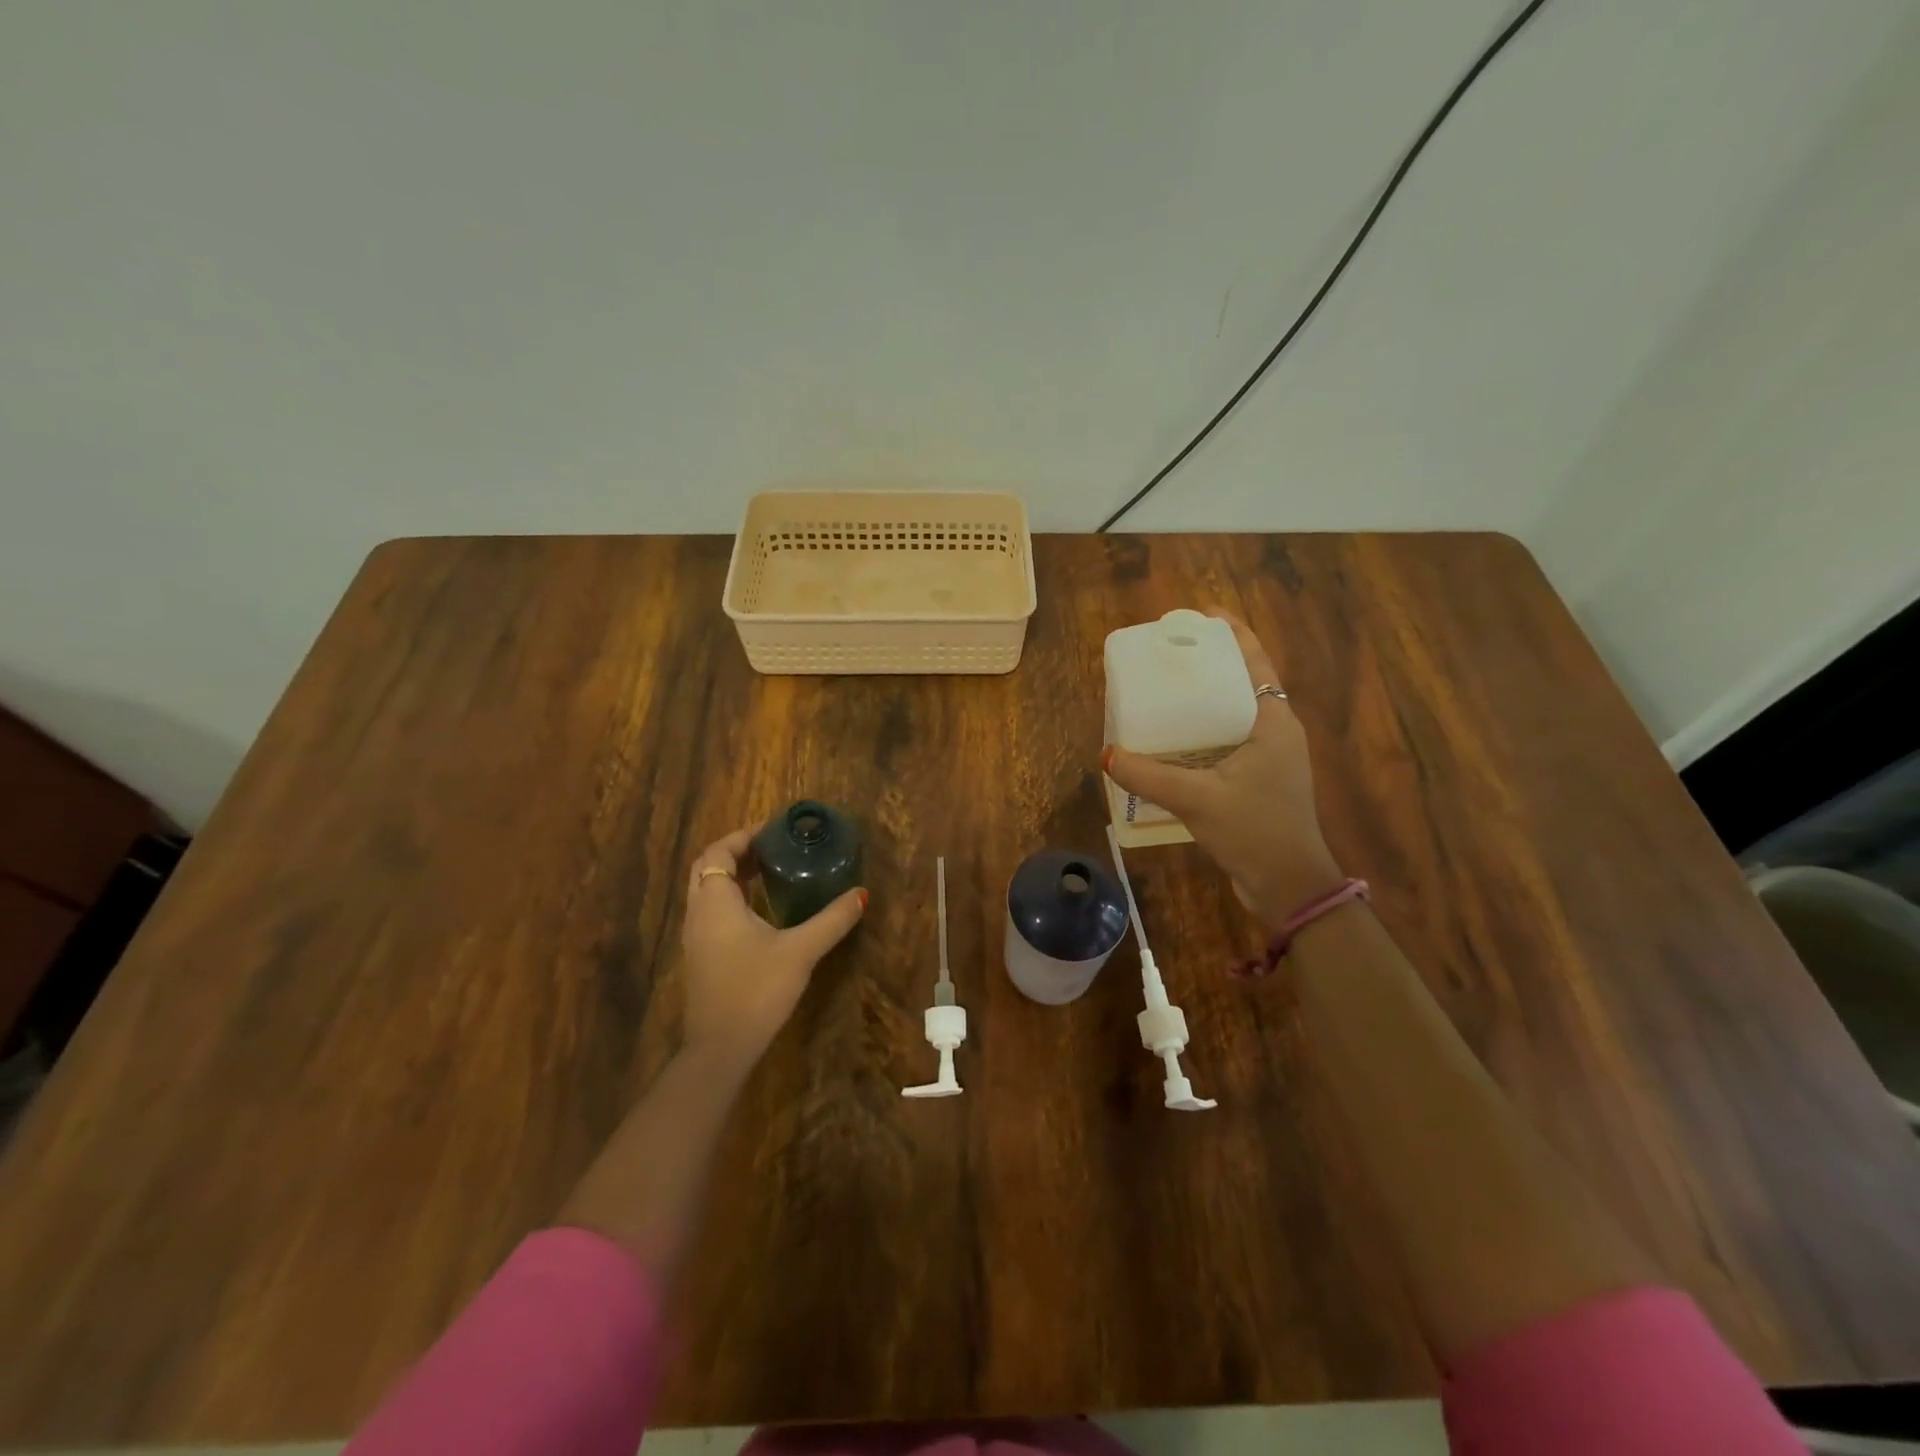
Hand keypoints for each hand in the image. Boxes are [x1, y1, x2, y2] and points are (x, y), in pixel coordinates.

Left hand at [680, 829, 866, 1067]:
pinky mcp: (701, 956)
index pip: (718, 852)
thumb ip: (831, 920)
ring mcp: (696, 937)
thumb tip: (861, 894)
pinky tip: (761, 911)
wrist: (721, 1048)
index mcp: (716, 902)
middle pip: (708, 868)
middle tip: (772, 847)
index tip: (772, 830)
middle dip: (736, 853)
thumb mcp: (801, 951)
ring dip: (732, 876)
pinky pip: (711, 912)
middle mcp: (699, 913)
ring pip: (707, 891)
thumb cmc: (756, 989)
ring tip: (770, 871)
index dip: (742, 837)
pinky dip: (731, 898)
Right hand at [1103, 615, 1342, 930]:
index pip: (1257, 663)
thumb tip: (1106, 754)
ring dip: (1208, 699)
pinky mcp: (1261, 780)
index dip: (1233, 634)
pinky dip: (1206, 731)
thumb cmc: (1253, 831)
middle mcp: (1277, 732)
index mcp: (1274, 723)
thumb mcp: (1196, 798)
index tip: (1202, 616)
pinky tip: (1176, 739)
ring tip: (1169, 691)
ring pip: (1237, 713)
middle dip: (1212, 664)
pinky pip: (1230, 740)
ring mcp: (1271, 758)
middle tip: (1173, 654)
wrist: (1289, 886)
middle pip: (1245, 683)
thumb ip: (1148, 775)